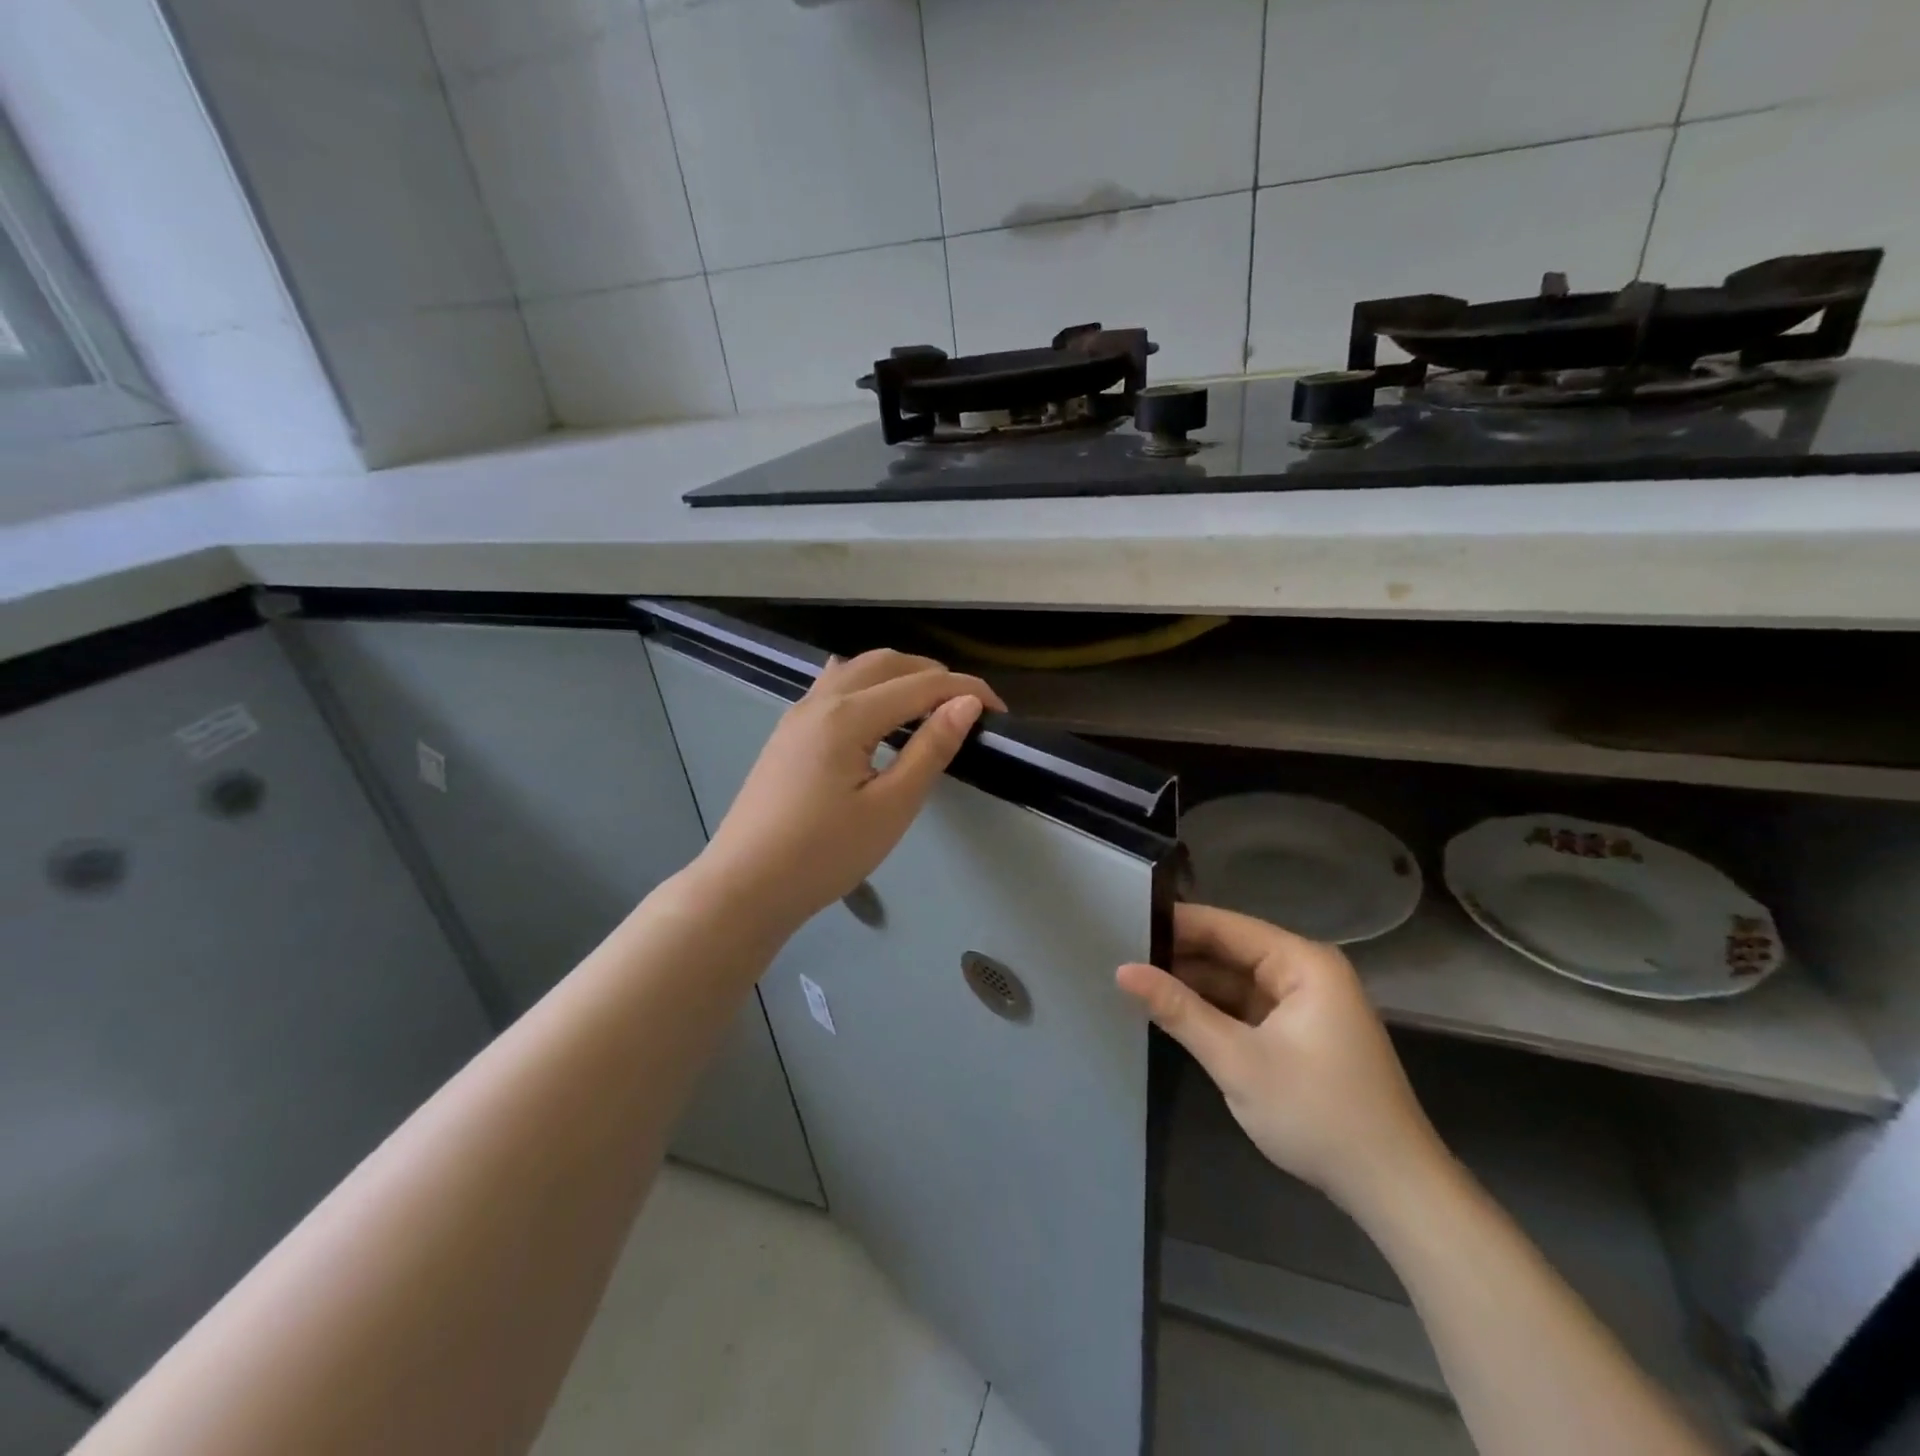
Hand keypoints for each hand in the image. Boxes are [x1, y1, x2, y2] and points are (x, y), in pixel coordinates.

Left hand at [697, 649, 1004, 934]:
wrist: (745, 885)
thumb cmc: (824, 854)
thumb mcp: (890, 807)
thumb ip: (930, 749)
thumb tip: (967, 704)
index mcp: (848, 715)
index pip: (922, 684)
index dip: (966, 691)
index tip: (999, 711)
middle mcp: (821, 700)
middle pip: (888, 663)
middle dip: (935, 675)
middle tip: (967, 708)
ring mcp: (799, 713)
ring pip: (858, 669)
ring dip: (900, 674)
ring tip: (928, 705)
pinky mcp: (788, 731)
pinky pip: (834, 686)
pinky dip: (868, 684)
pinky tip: (875, 709)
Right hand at [1117, 904, 1448, 1219]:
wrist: (1394, 1190)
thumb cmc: (1318, 1114)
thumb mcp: (1237, 1061)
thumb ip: (1178, 1010)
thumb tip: (1122, 970)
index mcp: (1302, 963)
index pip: (1225, 926)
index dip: (1173, 923)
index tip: (1122, 922)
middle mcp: (1306, 972)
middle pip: (1230, 950)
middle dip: (1179, 954)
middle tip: (1119, 952)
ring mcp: (1304, 1003)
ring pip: (1235, 979)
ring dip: (1192, 983)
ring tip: (1134, 977)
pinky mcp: (1300, 1033)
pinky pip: (1247, 1006)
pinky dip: (1213, 1009)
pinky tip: (1172, 1010)